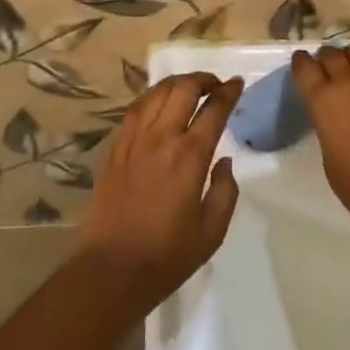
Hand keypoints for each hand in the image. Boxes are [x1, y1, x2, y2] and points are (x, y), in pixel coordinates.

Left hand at [79, 72, 242, 313]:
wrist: (112, 269)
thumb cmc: (167, 255)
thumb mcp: (212, 231)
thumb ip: (225, 191)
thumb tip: (225, 161)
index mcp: (190, 156)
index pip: (214, 110)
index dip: (228, 92)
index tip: (237, 84)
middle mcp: (162, 138)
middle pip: (183, 89)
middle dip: (203, 80)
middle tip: (216, 85)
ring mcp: (134, 140)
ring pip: (157, 93)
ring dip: (177, 84)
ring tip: (190, 88)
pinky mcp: (116, 148)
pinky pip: (136, 109)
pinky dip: (153, 97)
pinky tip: (160, 103)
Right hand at [289, 46, 349, 231]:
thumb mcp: (328, 151)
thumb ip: (328, 123)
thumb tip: (337, 116)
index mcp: (322, 100)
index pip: (305, 66)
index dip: (302, 62)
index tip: (302, 62)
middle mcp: (348, 83)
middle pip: (332, 54)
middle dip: (328, 58)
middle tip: (330, 68)